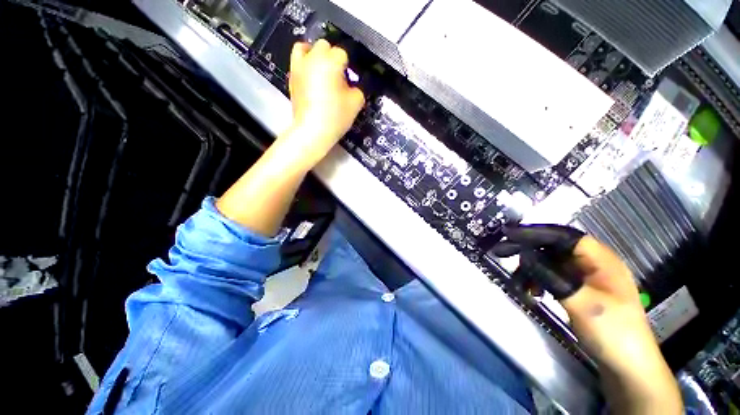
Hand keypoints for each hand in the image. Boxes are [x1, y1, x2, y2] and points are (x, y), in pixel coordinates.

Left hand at [283, 40, 364, 164]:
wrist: (312, 131)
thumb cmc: (334, 117)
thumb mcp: (356, 103)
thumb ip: (359, 88)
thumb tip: (355, 85)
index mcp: (330, 61)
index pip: (343, 53)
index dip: (349, 66)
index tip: (352, 78)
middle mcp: (313, 59)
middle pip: (324, 46)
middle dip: (333, 57)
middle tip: (339, 75)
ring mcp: (299, 68)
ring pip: (305, 48)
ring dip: (315, 54)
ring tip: (322, 69)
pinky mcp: (292, 79)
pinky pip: (297, 63)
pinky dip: (305, 65)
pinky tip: (312, 78)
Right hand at [495, 225, 681, 413]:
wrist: (628, 367)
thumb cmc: (612, 332)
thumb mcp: (581, 303)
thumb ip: (550, 276)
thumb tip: (523, 255)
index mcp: (600, 259)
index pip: (563, 236)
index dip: (534, 233)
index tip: (508, 234)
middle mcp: (591, 263)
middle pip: (553, 248)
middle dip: (527, 251)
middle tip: (501, 253)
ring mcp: (585, 277)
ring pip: (549, 263)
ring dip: (531, 271)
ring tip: (520, 286)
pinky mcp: (578, 290)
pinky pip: (552, 277)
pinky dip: (538, 281)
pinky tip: (532, 293)